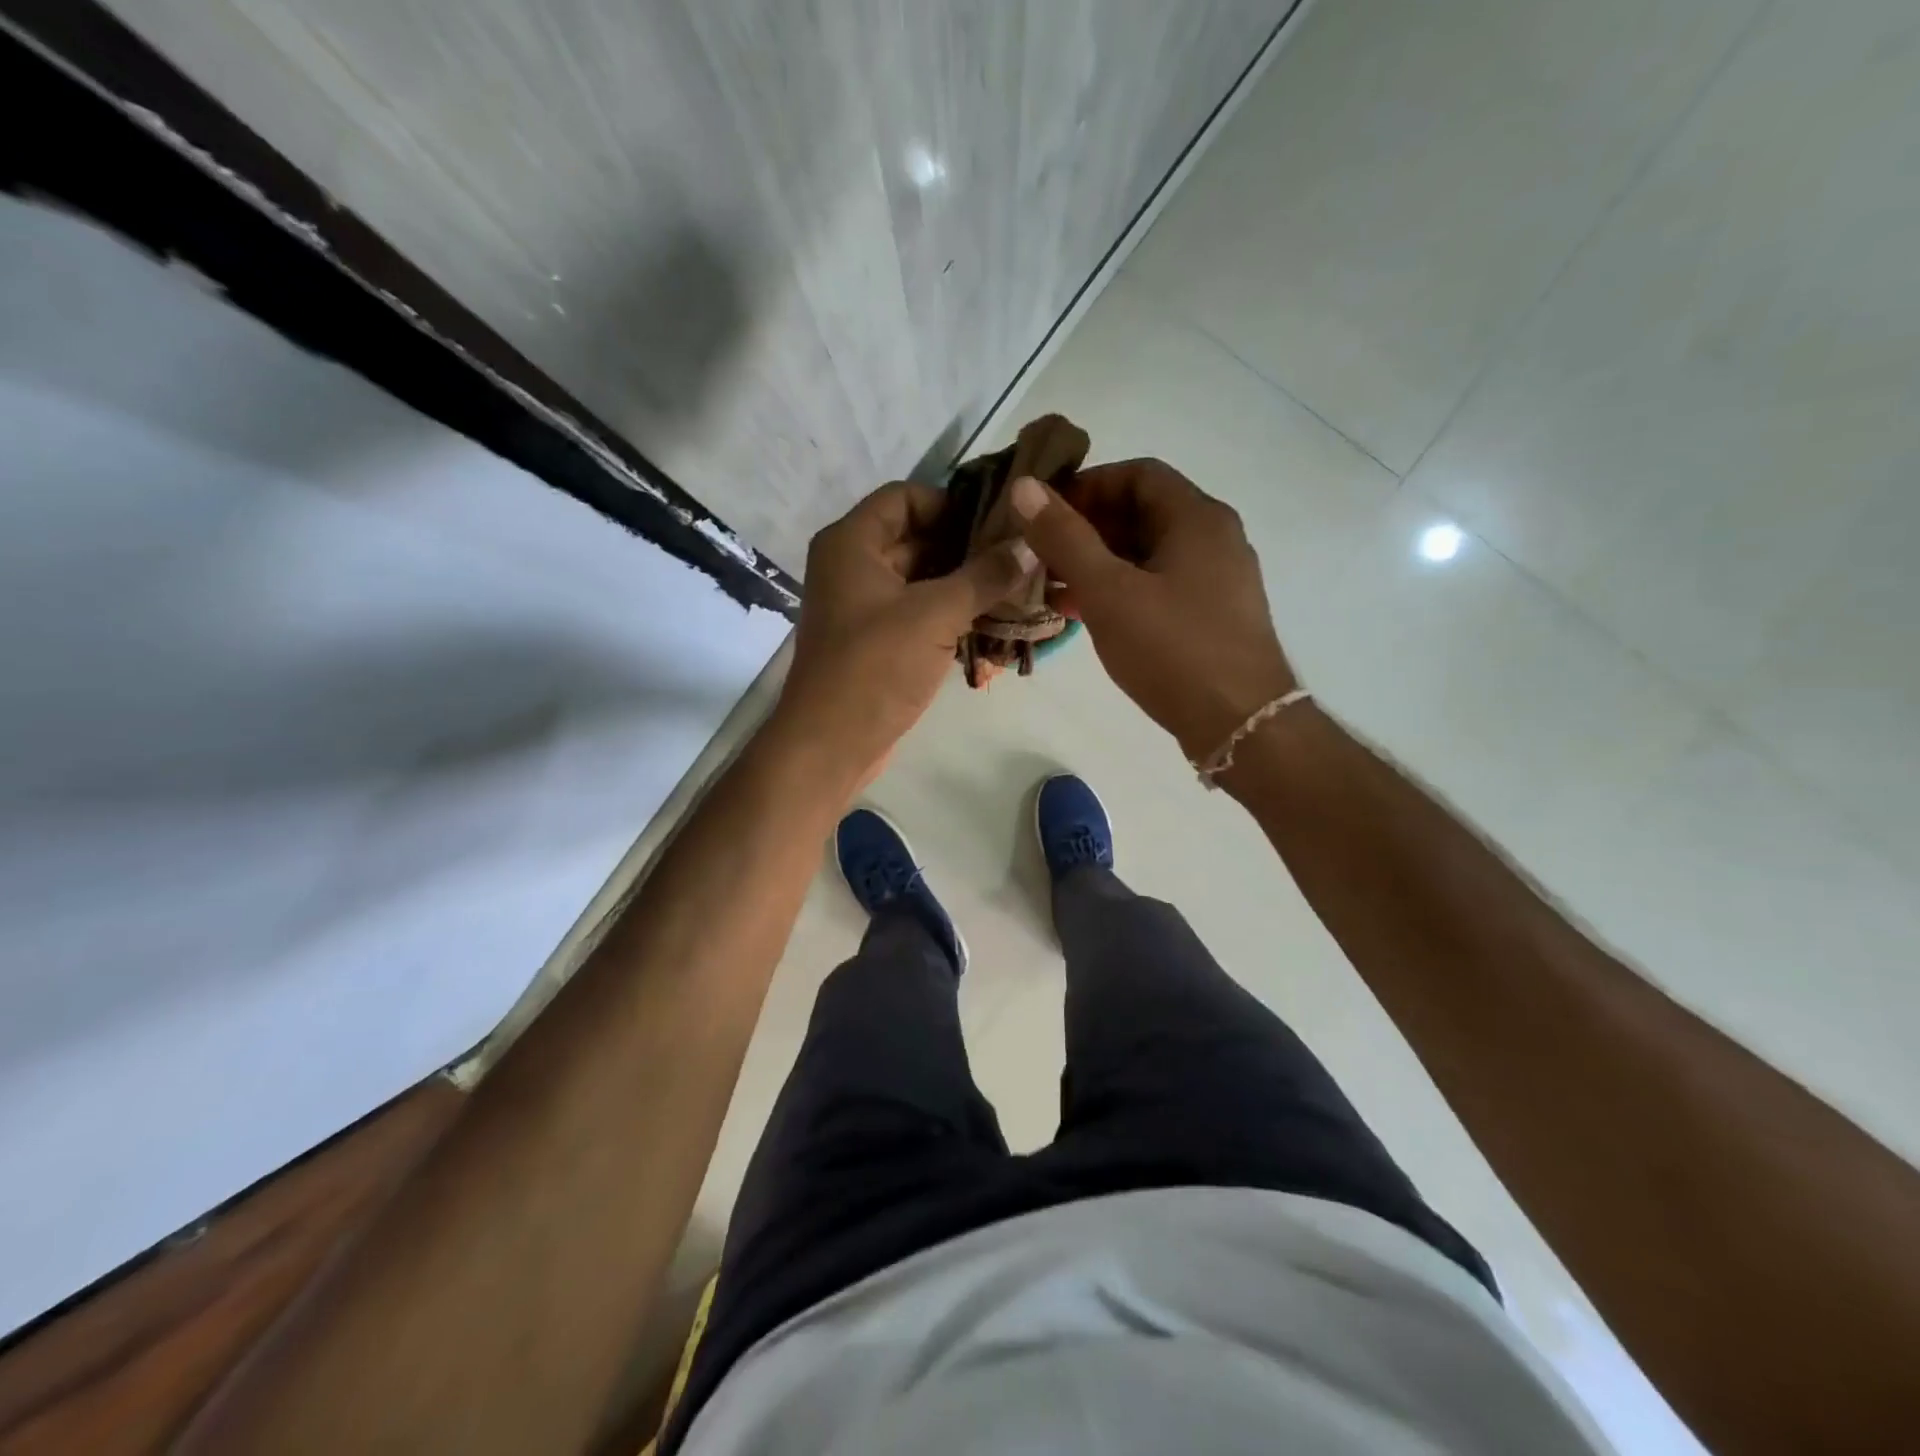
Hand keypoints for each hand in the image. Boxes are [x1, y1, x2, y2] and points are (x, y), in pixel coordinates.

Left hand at [774, 481, 1034, 784]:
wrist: (831, 744)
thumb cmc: (876, 667)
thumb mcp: (935, 614)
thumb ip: (985, 576)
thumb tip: (1029, 544)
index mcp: (851, 543)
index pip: (905, 497)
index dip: (952, 503)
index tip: (998, 523)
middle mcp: (852, 566)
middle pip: (916, 538)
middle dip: (967, 548)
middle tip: (1021, 557)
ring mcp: (863, 607)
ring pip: (921, 580)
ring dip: (964, 584)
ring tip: (1018, 589)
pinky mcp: (876, 642)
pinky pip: (918, 613)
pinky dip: (950, 615)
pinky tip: (993, 623)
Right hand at [1010, 460, 1295, 761]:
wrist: (1241, 724)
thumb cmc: (1173, 649)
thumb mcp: (1109, 591)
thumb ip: (1065, 538)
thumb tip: (1025, 488)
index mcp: (1197, 518)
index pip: (1137, 474)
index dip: (1087, 486)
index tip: (1046, 515)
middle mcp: (1214, 539)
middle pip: (1142, 514)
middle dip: (1087, 530)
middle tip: (1042, 555)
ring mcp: (1217, 581)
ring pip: (1148, 555)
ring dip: (1099, 564)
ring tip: (1052, 588)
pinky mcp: (1212, 617)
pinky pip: (1159, 587)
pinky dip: (1121, 592)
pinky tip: (1085, 616)